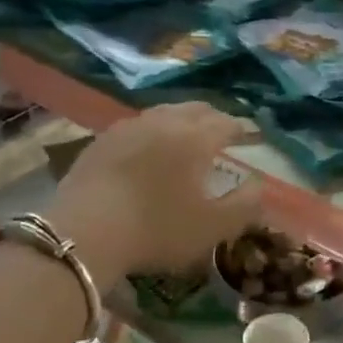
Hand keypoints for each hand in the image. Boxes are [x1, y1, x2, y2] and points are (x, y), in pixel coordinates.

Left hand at [46, 103, 262, 286]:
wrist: (84, 233)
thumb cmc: (157, 229)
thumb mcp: (212, 227)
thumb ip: (245, 205)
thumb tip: (258, 184)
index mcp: (196, 137)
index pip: (227, 123)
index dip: (242, 129)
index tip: (250, 137)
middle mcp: (164, 121)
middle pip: (195, 109)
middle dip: (213, 118)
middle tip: (222, 131)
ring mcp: (128, 127)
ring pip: (163, 113)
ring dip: (181, 120)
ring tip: (186, 136)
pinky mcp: (101, 141)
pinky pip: (136, 126)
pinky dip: (151, 132)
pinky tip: (147, 149)